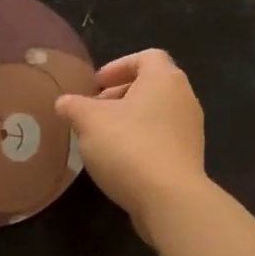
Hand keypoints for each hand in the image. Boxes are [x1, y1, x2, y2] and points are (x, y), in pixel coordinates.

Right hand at [55, 50, 206, 240]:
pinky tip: (119, 161)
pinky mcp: (189, 158)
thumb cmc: (129, 146)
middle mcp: (184, 98)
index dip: (118, 66)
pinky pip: (162, 139)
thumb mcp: (88, 121)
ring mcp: (190, 130)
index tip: (96, 84)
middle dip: (119, 95)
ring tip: (101, 137)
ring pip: (156, 114)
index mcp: (165, 79)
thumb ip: (73, 106)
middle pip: (151, 86)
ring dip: (129, 120)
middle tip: (93, 111)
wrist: (169, 198)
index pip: (146, 57)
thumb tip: (63, 102)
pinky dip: (141, 142)